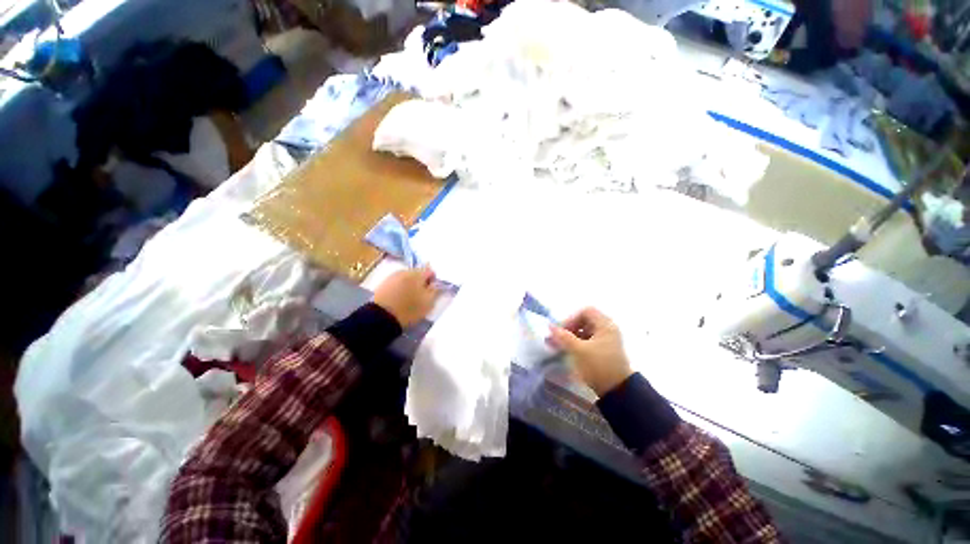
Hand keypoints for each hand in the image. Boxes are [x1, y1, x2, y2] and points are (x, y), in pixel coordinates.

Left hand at [373, 266, 439, 327]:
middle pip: (417, 273)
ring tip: (409, 297)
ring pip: (406, 277)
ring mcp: (392, 276)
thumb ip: (434, 290)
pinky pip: (397, 282)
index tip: (432, 290)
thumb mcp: (428, 303)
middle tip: (421, 295)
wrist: (382, 317)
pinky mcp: (383, 283)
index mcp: (417, 274)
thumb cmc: (409, 310)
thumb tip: (435, 283)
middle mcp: (404, 271)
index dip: (433, 280)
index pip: (430, 271)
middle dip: (421, 281)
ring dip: (410, 284)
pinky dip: (400, 287)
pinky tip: (399, 297)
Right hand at [548, 307, 632, 396]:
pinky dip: (578, 343)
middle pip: (586, 321)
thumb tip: (550, 326)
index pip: (586, 311)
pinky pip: (589, 341)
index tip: (563, 331)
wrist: (618, 391)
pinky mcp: (605, 351)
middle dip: (570, 328)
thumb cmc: (599, 366)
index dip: (573, 318)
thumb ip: (563, 337)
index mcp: (605, 325)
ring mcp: (607, 340)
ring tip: (561, 346)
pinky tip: (569, 352)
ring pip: (586, 331)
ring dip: (572, 336)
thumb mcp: (579, 351)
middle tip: (560, 339)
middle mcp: (608, 330)